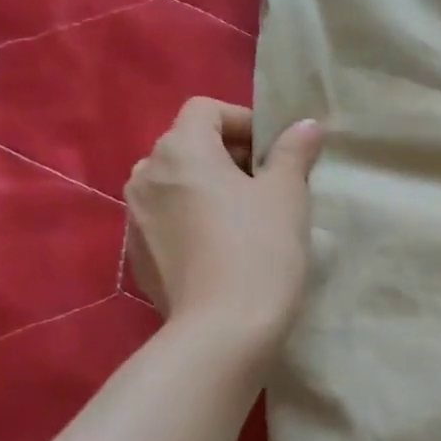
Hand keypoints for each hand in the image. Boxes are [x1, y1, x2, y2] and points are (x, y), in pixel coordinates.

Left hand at [125, 98, 322, 356]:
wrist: (223, 330)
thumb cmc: (260, 249)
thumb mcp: (288, 194)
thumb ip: (294, 151)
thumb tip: (307, 125)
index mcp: (180, 150)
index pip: (205, 110)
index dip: (244, 121)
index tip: (275, 152)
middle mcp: (145, 175)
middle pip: (188, 145)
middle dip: (229, 156)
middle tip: (269, 185)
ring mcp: (134, 217)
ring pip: (176, 184)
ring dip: (209, 187)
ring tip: (245, 218)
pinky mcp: (136, 255)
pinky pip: (167, 219)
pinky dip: (193, 219)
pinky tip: (223, 250)